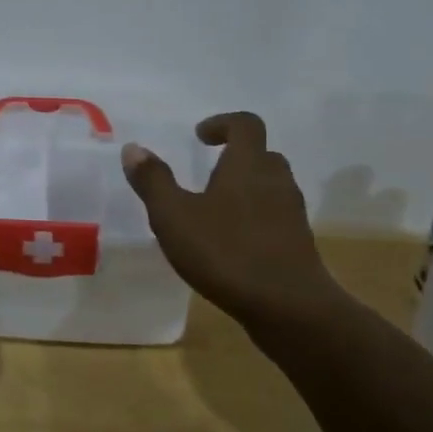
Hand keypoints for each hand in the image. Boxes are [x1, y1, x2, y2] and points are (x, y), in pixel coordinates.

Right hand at [121, 111, 340, 321]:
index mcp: (248, 165)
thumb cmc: (227, 253)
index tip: (200, 137)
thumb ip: (153, 181)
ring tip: (215, 211)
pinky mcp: (298, 244)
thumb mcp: (174, 216)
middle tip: (207, 174)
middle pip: (262, 155)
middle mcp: (275, 181)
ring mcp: (292, 214)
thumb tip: (133, 148)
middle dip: (235, 158)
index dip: (223, 123)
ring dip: (246, 189)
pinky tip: (231, 244)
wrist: (289, 308)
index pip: (246, 124)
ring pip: (271, 187)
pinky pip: (276, 217)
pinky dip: (255, 219)